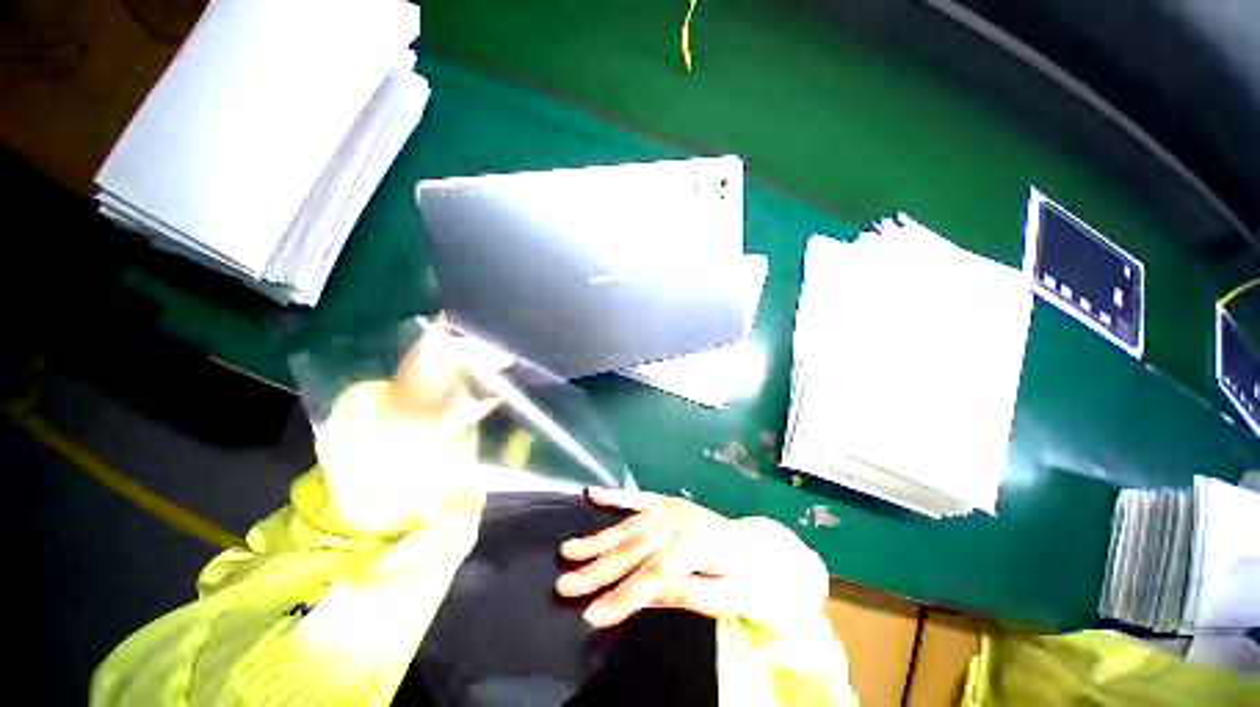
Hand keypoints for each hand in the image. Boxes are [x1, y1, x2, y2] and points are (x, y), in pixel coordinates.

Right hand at [556, 488, 828, 628]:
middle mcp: (680, 518)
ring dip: (597, 539)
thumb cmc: (746, 579)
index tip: (593, 614)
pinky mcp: (666, 503)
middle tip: (566, 585)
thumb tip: (643, 594)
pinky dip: (614, 497)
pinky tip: (593, 494)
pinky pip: (637, 498)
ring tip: (568, 550)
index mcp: (699, 542)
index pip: (656, 574)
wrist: (759, 551)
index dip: (624, 596)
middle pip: (636, 548)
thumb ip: (684, 593)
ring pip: (629, 525)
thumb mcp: (725, 599)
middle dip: (599, 569)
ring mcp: (671, 507)